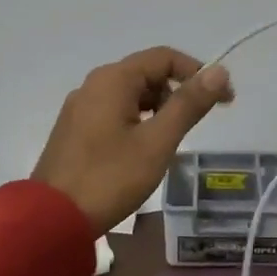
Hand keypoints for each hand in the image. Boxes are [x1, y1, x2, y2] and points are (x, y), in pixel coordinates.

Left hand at [33, 47, 233, 231]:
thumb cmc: (110, 178)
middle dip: (178, 91)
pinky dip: (137, 120)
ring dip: (158, 108)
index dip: (198, 73)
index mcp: (113, 79)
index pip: (165, 57)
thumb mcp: (157, 142)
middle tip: (199, 123)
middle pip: (146, 73)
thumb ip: (188, 104)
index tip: (223, 101)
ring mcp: (80, 107)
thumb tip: (220, 71)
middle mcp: (94, 84)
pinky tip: (144, 148)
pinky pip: (114, 111)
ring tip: (172, 139)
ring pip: (130, 94)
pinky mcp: (74, 129)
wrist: (52, 219)